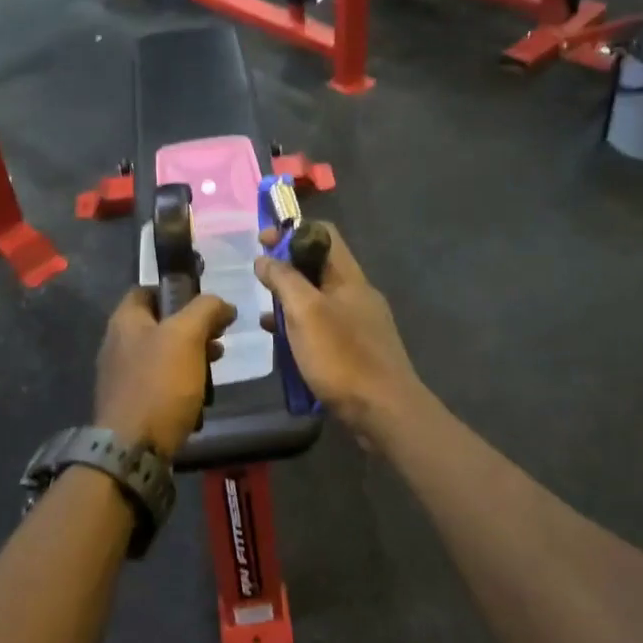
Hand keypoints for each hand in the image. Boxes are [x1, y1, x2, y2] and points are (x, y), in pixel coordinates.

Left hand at [94, 287, 236, 457]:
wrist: (133, 449)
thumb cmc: (159, 384)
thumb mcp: (187, 336)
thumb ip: (205, 310)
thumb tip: (223, 304)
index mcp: (125, 321)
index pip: (146, 290)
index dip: (176, 290)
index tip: (205, 304)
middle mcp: (118, 344)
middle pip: (159, 324)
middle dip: (192, 328)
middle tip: (219, 338)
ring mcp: (122, 376)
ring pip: (162, 355)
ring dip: (191, 357)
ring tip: (215, 367)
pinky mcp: (131, 404)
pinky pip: (160, 384)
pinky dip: (181, 384)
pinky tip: (200, 395)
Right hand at [254, 225, 423, 438]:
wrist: (384, 411)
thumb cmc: (342, 357)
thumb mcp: (305, 312)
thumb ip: (284, 280)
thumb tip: (265, 258)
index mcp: (349, 277)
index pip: (323, 234)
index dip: (291, 231)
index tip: (261, 242)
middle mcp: (357, 294)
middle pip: (320, 266)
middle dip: (287, 268)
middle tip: (258, 280)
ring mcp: (359, 324)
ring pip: (319, 299)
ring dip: (291, 300)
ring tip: (264, 314)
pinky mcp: (356, 350)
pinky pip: (323, 327)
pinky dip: (301, 328)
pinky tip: (283, 344)